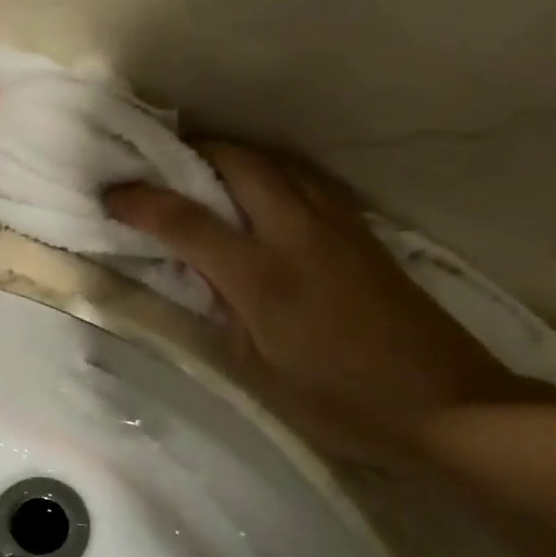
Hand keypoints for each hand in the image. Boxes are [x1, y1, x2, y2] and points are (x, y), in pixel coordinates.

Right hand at [106, 143, 546, 459]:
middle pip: (239, 161)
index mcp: (263, 277)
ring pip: (278, 160)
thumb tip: (191, 278)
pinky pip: (308, 178)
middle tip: (163, 166)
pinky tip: (265, 192)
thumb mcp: (259, 374)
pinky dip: (273, 170)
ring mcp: (337, 225)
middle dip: (194, 152)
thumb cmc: (340, 402)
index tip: (111, 193)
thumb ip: (218, 317)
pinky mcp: (363, 231)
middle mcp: (298, 233)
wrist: (443, 404)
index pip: (187, 221)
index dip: (141, 202)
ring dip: (235, 154)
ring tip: (207, 171)